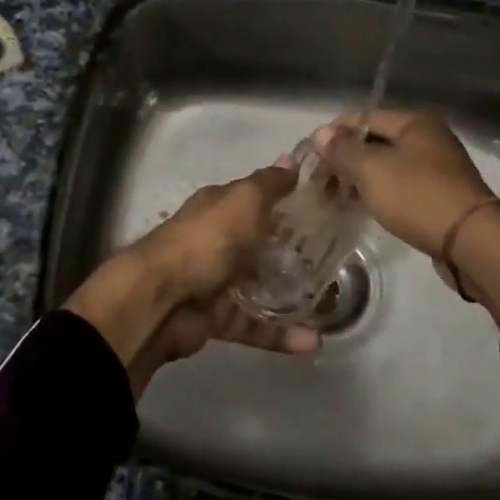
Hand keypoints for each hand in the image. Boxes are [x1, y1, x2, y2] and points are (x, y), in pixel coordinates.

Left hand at [64, 161, 319, 393]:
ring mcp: (216, 283)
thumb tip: (291, 159)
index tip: (324, 211)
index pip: (256, 200)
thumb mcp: (244, 201)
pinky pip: (255, 327)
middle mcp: (217, 242)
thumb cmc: (207, 240)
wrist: (161, 300)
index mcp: (219, 209)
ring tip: (332, 307)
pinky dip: (281, 335)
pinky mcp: (218, 320)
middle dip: (295, 255)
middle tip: (337, 263)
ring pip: (261, 290)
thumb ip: (269, 185)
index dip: (285, 203)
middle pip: (261, 246)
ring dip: (293, 298)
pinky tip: (313, 341)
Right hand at [313, 110, 495, 257]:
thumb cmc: (418, 197)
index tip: (311, 156)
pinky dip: (379, 192)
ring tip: (336, 198)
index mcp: (415, 123)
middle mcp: (428, 139)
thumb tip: (320, 133)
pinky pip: (400, 186)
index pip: (363, 117)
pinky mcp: (439, 195)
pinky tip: (362, 207)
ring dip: (360, 178)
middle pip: (375, 141)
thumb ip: (343, 150)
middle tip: (320, 182)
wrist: (471, 241)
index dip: (334, 134)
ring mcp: (437, 168)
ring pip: (387, 166)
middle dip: (345, 159)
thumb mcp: (372, 170)